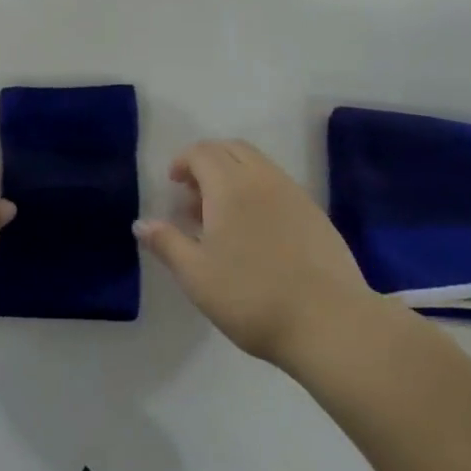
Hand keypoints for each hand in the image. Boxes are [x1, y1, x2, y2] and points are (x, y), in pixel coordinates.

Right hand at [137, 139, 375, 370]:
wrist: (329, 321)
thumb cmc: (252, 297)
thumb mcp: (197, 276)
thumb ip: (167, 243)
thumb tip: (142, 223)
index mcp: (230, 185)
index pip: (202, 152)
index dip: (183, 161)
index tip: (172, 184)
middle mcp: (262, 178)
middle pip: (231, 149)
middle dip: (208, 161)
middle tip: (193, 194)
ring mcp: (293, 192)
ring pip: (257, 163)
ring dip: (233, 174)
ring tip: (222, 214)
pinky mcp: (315, 212)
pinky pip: (278, 183)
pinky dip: (257, 189)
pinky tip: (255, 229)